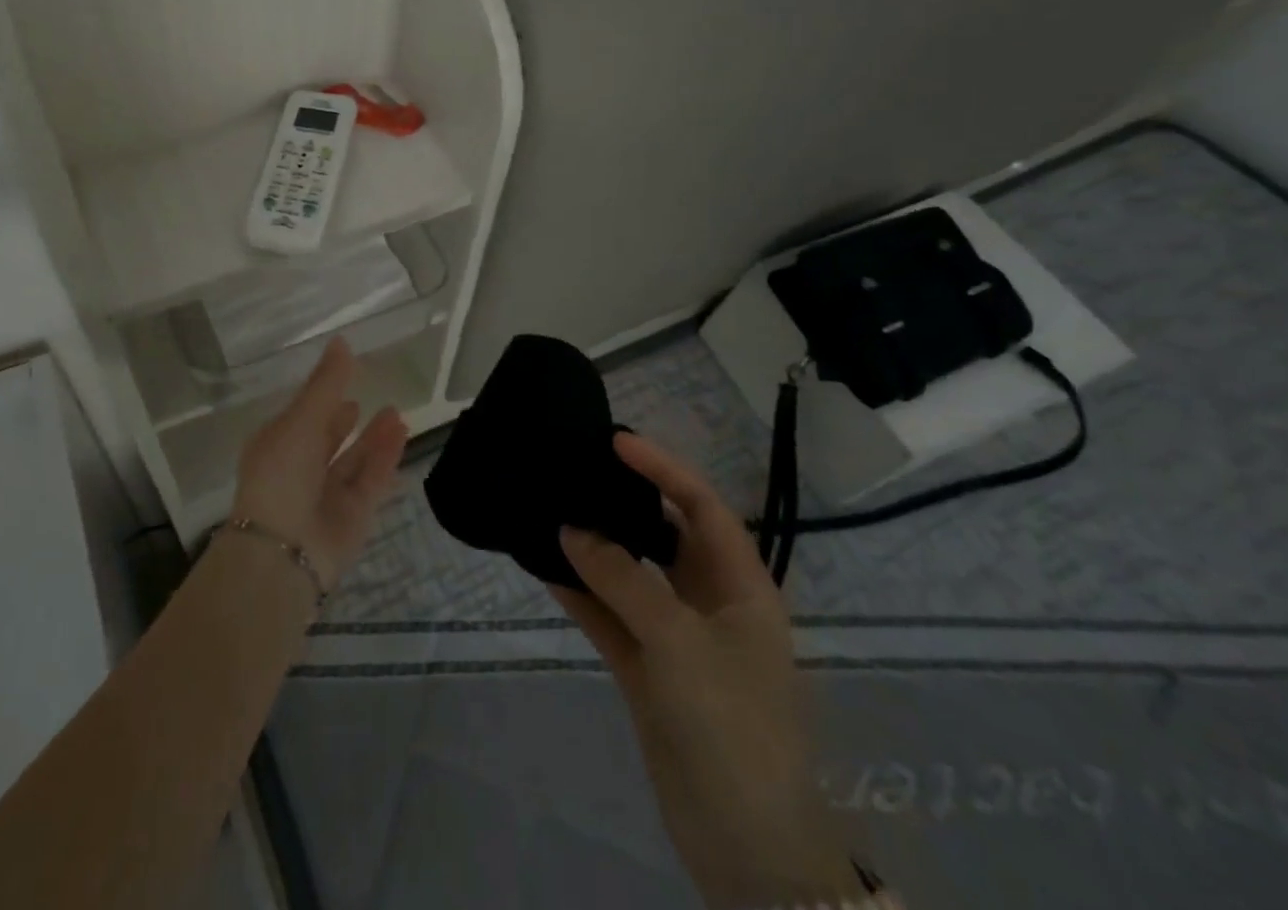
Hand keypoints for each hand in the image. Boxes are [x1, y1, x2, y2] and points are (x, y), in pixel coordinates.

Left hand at [231, 338, 407, 589]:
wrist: (284, 551)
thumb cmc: (281, 474)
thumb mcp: (301, 419)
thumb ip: (326, 383)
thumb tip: (342, 341)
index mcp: (276, 446)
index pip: (302, 418)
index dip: (320, 400)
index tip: (342, 379)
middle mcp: (300, 471)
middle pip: (328, 441)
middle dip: (348, 422)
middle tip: (373, 401)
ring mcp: (327, 496)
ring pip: (354, 461)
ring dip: (374, 437)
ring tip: (397, 412)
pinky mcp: (353, 517)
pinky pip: (372, 480)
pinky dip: (385, 457)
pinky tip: (401, 432)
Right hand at [552, 434, 854, 909]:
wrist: (745, 846)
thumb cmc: (730, 724)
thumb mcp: (679, 642)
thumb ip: (622, 579)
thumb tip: (570, 527)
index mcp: (741, 588)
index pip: (702, 507)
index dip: (663, 469)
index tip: (615, 441)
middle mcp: (710, 603)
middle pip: (664, 535)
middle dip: (625, 502)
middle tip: (576, 469)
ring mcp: (676, 637)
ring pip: (630, 575)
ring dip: (594, 548)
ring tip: (549, 509)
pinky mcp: (647, 669)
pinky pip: (609, 615)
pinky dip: (579, 593)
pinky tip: (542, 567)